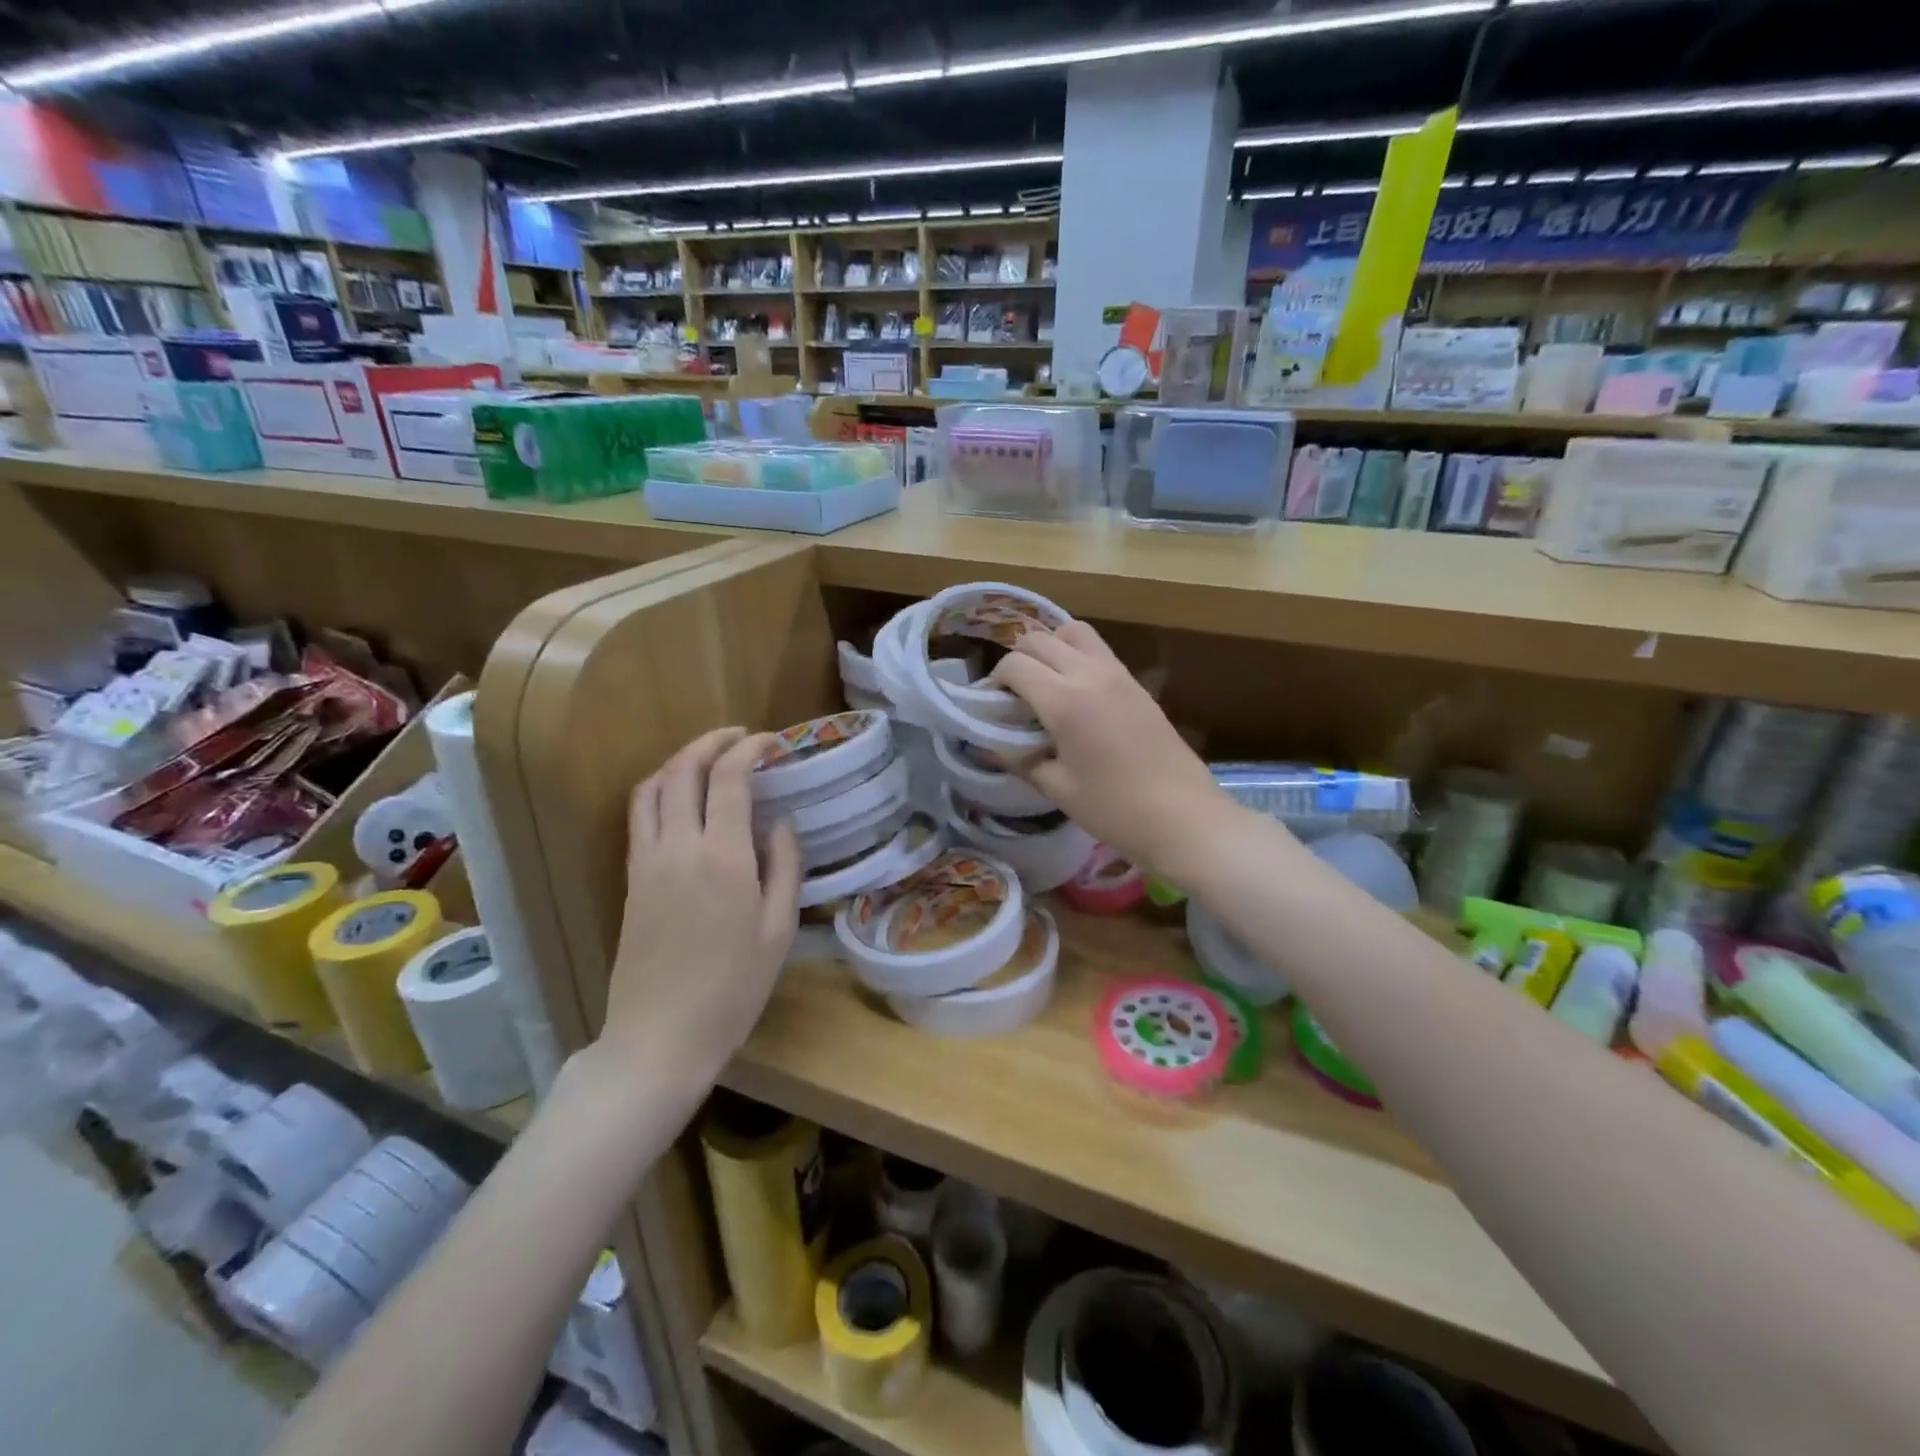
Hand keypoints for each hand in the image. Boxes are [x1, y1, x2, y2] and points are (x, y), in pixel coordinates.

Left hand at [600, 728, 800, 1083]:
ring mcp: (647, 861)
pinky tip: (680, 797)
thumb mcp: (778, 930)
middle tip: (740, 737)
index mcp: (723, 857)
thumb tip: (780, 823)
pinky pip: (639, 815)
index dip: (748, 749)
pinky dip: (659, 788)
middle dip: (712, 742)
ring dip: (681, 760)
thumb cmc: (733, 989)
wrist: (660, 1036)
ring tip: (709, 757)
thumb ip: (784, 867)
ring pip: (653, 787)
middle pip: (684, 770)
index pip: (729, 778)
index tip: (770, 742)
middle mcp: (678, 846)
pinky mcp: (630, 878)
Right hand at [989, 621, 1235, 878]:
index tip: (990, 705)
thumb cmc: (1114, 809)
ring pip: (1073, 632)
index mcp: (1064, 700)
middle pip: (1039, 639)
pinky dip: (1076, 656)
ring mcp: (1118, 674)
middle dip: (1017, 660)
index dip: (994, 681)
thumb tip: (992, 743)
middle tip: (1012, 695)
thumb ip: (1020, 759)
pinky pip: (1098, 650)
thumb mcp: (1057, 788)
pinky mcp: (1137, 683)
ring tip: (1044, 683)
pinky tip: (1074, 693)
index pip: (1014, 665)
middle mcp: (1089, 674)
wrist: (1184, 816)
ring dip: (1050, 647)